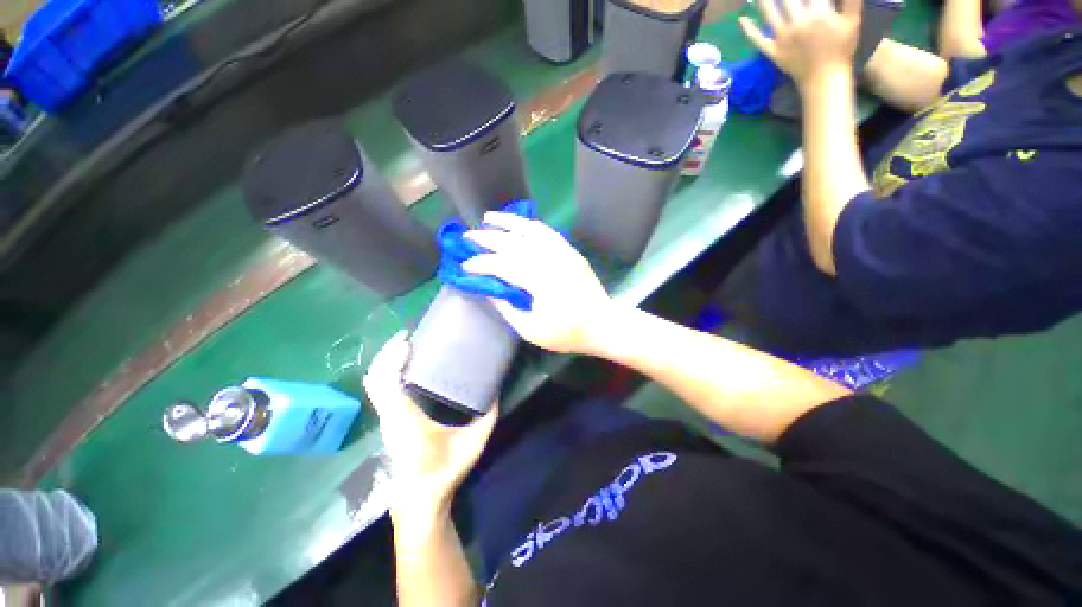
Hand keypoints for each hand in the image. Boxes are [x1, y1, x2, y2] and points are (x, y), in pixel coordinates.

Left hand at [363, 331, 497, 517]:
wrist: (421, 497)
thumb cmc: (445, 468)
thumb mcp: (473, 442)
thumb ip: (487, 416)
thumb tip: (495, 391)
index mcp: (406, 418)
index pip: (387, 383)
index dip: (392, 358)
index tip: (407, 340)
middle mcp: (390, 415)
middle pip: (374, 378)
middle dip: (386, 353)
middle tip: (408, 336)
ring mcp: (386, 418)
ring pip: (373, 384)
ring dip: (384, 361)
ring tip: (405, 347)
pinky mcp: (388, 421)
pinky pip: (379, 391)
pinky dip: (386, 373)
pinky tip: (404, 368)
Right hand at [461, 212, 612, 355]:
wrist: (603, 324)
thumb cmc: (567, 332)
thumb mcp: (531, 330)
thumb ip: (507, 307)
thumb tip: (489, 288)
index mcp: (538, 281)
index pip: (502, 265)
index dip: (481, 264)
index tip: (466, 265)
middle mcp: (549, 260)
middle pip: (512, 243)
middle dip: (487, 238)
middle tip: (468, 237)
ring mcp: (562, 253)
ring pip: (530, 230)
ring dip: (508, 222)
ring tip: (490, 218)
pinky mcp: (570, 251)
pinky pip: (548, 232)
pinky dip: (530, 225)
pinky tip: (520, 223)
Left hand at [740, 0, 861, 88]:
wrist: (825, 78)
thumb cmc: (842, 48)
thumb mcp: (853, 20)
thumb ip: (851, 0)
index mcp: (818, 13)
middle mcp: (798, 23)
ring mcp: (783, 38)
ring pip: (769, 14)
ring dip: (762, 1)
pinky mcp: (773, 52)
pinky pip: (758, 40)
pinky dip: (749, 30)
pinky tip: (742, 19)